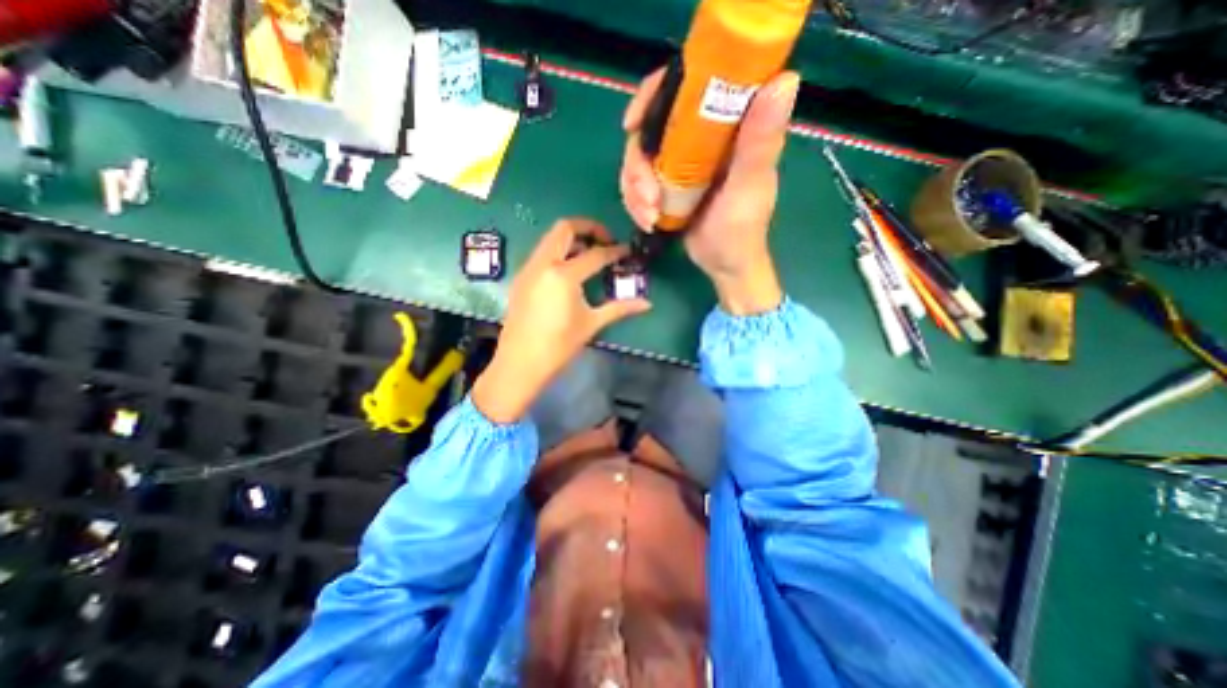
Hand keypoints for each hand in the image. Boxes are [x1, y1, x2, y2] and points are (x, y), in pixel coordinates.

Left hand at [470, 220, 651, 424]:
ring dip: (572, 239)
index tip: (626, 251)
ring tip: (589, 254)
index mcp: (563, 275)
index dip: (614, 251)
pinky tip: (569, 271)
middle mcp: (543, 263)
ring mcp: (529, 269)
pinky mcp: (521, 278)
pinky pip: (541, 253)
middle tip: (605, 241)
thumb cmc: (559, 346)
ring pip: (550, 238)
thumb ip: (620, 308)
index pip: (595, 254)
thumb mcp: (591, 324)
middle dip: (589, 228)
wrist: (520, 363)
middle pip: (565, 228)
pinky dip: (558, 251)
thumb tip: (647, 304)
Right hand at [618, 70, 800, 317]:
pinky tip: (647, 220)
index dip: (652, 97)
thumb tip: (785, 78)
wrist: (725, 265)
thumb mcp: (750, 186)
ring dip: (634, 190)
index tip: (632, 125)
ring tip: (649, 216)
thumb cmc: (741, 229)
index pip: (686, 88)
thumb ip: (760, 140)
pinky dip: (636, 202)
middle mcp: (699, 139)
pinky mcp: (668, 185)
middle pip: (650, 129)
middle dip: (638, 165)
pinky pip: (638, 183)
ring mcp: (680, 163)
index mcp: (726, 126)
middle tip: (647, 197)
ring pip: (639, 160)